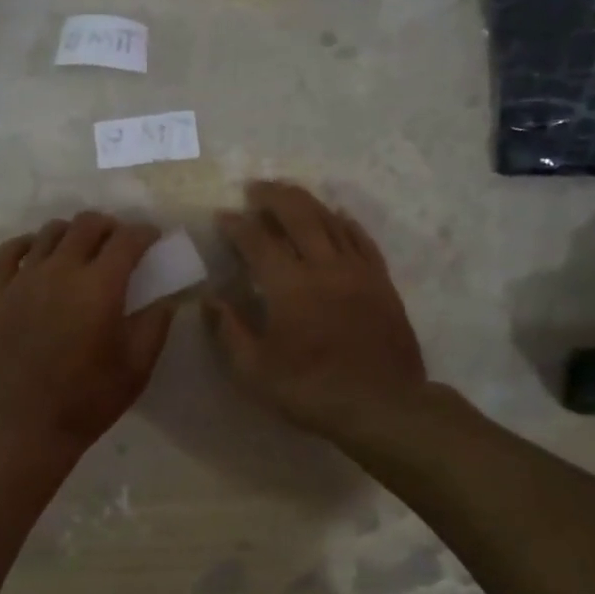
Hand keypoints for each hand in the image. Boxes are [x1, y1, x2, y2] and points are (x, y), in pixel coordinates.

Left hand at [0, 212, 175, 452]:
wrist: (24, 425)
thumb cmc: (88, 399)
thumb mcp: (137, 367)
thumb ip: (155, 325)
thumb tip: (165, 298)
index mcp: (100, 286)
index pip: (127, 239)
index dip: (145, 233)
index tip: (153, 239)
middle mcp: (61, 270)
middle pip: (87, 224)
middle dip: (110, 226)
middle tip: (119, 244)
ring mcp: (24, 279)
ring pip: (50, 232)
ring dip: (73, 233)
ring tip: (82, 250)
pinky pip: (7, 252)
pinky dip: (25, 244)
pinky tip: (36, 253)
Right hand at [206, 180, 427, 437]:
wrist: (384, 405)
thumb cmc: (312, 390)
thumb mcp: (255, 372)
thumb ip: (229, 332)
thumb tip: (210, 300)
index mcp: (290, 286)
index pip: (258, 241)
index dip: (237, 226)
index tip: (222, 216)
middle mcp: (325, 266)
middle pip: (298, 215)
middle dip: (273, 196)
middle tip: (255, 188)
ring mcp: (358, 271)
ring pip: (331, 220)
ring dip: (307, 202)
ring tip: (288, 193)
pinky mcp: (381, 281)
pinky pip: (362, 239)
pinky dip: (345, 222)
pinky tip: (337, 216)